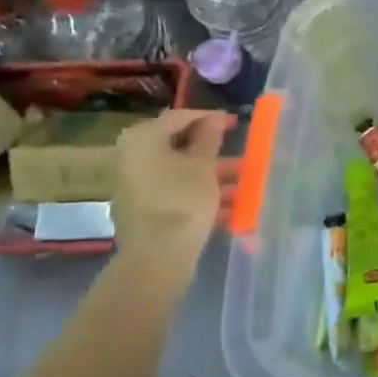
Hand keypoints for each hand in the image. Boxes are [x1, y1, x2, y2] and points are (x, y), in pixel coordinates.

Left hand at [113, 109, 238, 254]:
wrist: (156, 258)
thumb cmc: (182, 199)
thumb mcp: (203, 165)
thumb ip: (209, 137)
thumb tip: (212, 119)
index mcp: (142, 139)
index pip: (179, 118)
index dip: (209, 118)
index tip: (234, 123)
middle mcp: (132, 159)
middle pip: (179, 148)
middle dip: (213, 154)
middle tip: (241, 154)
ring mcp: (134, 188)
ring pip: (179, 175)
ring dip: (212, 178)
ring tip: (245, 185)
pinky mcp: (142, 214)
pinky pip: (174, 195)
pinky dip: (199, 197)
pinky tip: (230, 208)